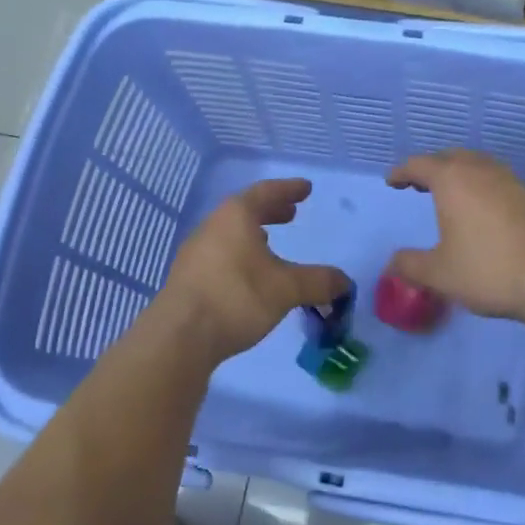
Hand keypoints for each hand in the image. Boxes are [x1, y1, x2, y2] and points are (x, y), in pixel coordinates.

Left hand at [154, 178, 349, 365]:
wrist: (179, 336)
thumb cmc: (236, 297)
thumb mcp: (286, 288)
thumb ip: (318, 281)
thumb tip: (345, 282)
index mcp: (236, 216)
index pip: (266, 192)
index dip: (288, 189)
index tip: (305, 188)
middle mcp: (212, 226)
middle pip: (245, 211)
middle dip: (270, 211)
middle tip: (291, 213)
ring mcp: (195, 252)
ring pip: (230, 233)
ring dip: (252, 234)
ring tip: (270, 243)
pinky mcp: (187, 278)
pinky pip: (220, 254)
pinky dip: (239, 254)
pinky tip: (248, 275)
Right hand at [385, 150, 524, 326]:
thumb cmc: (489, 270)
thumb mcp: (440, 274)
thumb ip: (410, 265)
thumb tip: (392, 263)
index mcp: (453, 180)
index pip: (419, 164)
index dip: (402, 171)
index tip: (392, 181)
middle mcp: (481, 170)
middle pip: (450, 157)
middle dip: (431, 167)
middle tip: (418, 184)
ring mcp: (510, 180)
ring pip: (477, 164)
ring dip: (459, 173)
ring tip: (449, 194)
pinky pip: (496, 179)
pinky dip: (480, 185)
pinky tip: (481, 210)